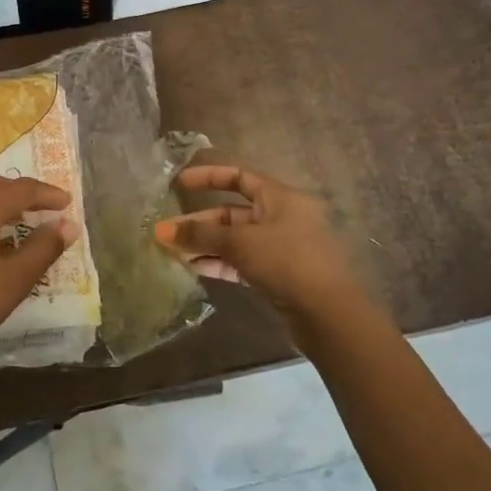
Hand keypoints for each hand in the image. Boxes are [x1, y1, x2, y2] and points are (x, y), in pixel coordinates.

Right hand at [155, 165, 371, 338]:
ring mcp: (281, 247)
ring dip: (206, 244)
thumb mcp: (240, 242)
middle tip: (166, 233)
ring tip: (174, 253)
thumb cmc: (286, 262)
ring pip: (235, 239)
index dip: (208, 176)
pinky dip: (220, 262)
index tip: (179, 183)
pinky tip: (194, 268)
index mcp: (279, 197)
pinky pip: (243, 261)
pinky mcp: (278, 274)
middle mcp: (281, 217)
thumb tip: (162, 231)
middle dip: (199, 222)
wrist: (328, 314)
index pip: (239, 176)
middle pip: (232, 212)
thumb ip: (201, 234)